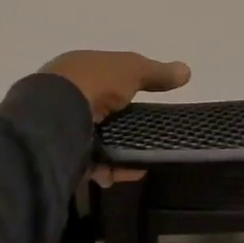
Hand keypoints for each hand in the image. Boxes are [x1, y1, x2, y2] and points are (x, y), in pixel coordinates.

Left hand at [42, 51, 191, 186]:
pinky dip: (108, 168)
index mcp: (76, 69)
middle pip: (98, 111)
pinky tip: (125, 173)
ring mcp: (58, 125)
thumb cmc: (94, 82)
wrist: (56, 115)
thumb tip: (187, 70)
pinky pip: (88, 162)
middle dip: (121, 126)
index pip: (102, 78)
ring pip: (93, 140)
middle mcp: (62, 95)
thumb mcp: (132, 69)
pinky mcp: (58, 153)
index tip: (145, 105)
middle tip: (146, 137)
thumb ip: (157, 72)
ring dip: (116, 151)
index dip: (123, 89)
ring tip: (141, 162)